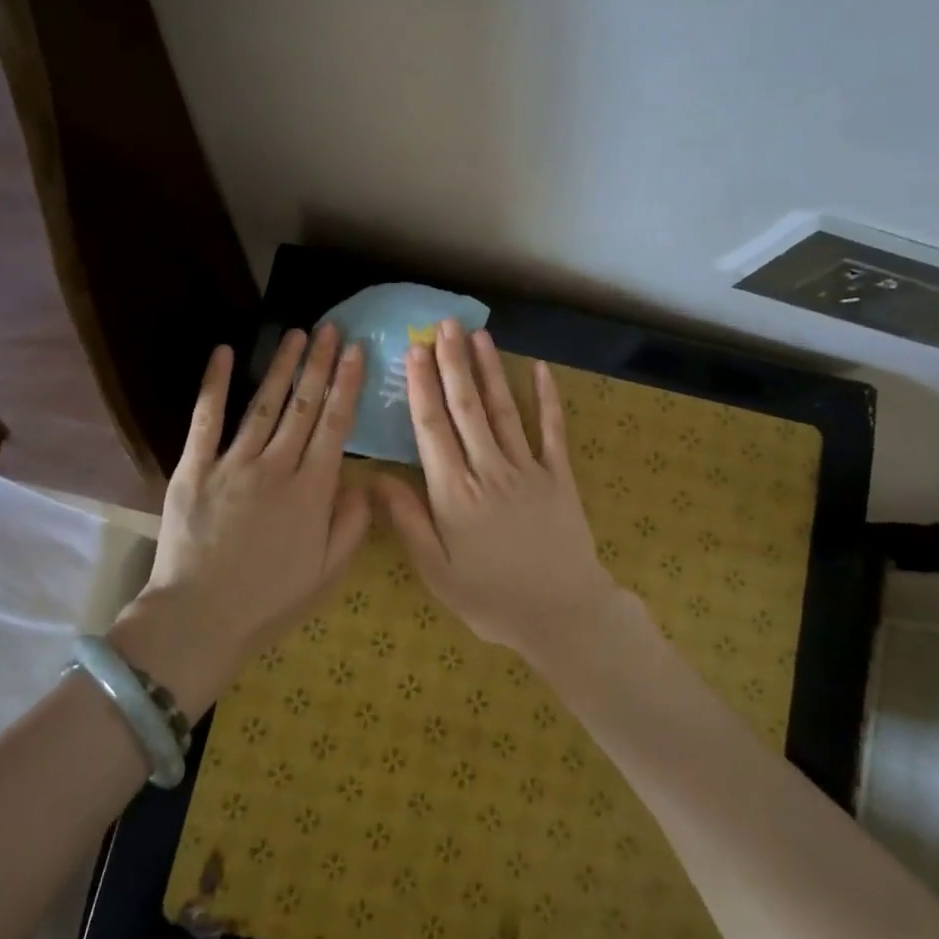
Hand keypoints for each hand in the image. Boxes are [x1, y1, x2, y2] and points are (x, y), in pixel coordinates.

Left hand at [136, 325, 371, 651]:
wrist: (199, 619)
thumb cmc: (269, 601)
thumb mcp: (328, 573)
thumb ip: (352, 525)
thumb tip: (365, 482)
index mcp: (311, 492)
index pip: (335, 426)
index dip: (347, 385)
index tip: (356, 352)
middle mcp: (275, 467)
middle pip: (303, 406)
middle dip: (319, 364)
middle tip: (330, 329)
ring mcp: (232, 464)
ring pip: (263, 404)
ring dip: (281, 366)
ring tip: (295, 334)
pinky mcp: (194, 469)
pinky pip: (206, 419)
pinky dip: (214, 384)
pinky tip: (224, 353)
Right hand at [376, 318, 622, 662]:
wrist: (563, 613)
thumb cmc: (492, 599)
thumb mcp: (438, 572)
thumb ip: (408, 522)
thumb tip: (376, 477)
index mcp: (455, 493)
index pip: (432, 429)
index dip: (422, 387)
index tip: (414, 351)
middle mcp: (489, 470)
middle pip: (466, 408)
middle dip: (453, 363)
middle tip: (443, 325)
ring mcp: (528, 469)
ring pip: (504, 410)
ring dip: (490, 370)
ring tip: (477, 335)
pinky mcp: (559, 475)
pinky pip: (552, 430)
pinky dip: (548, 398)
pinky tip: (541, 368)